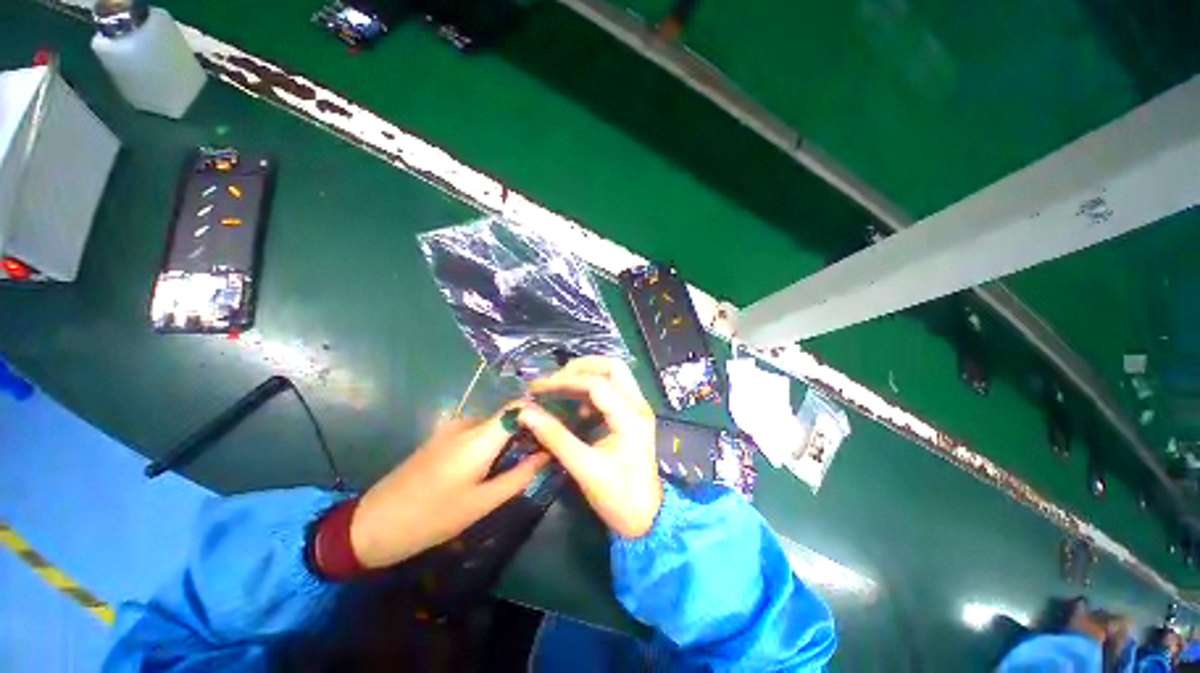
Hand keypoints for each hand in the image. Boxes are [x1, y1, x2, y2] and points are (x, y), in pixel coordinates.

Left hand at [349, 406, 549, 568]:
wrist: (373, 524)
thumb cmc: (432, 517)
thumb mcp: (482, 503)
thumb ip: (519, 476)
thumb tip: (549, 454)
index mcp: (478, 437)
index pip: (519, 406)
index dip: (540, 413)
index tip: (555, 430)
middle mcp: (467, 423)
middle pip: (508, 415)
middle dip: (528, 430)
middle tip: (542, 454)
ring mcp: (452, 427)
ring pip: (494, 424)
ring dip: (510, 439)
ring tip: (519, 464)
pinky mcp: (443, 436)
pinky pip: (478, 431)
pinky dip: (492, 443)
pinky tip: (491, 466)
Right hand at [518, 357, 661, 537]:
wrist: (646, 517)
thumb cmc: (618, 497)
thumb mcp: (584, 468)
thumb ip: (555, 437)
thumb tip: (526, 413)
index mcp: (630, 417)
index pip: (596, 384)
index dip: (564, 381)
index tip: (538, 388)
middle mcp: (638, 405)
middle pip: (612, 366)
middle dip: (581, 367)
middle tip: (554, 380)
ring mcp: (638, 408)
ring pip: (614, 374)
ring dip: (586, 375)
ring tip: (560, 388)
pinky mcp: (633, 414)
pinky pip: (613, 388)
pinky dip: (592, 388)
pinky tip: (576, 406)